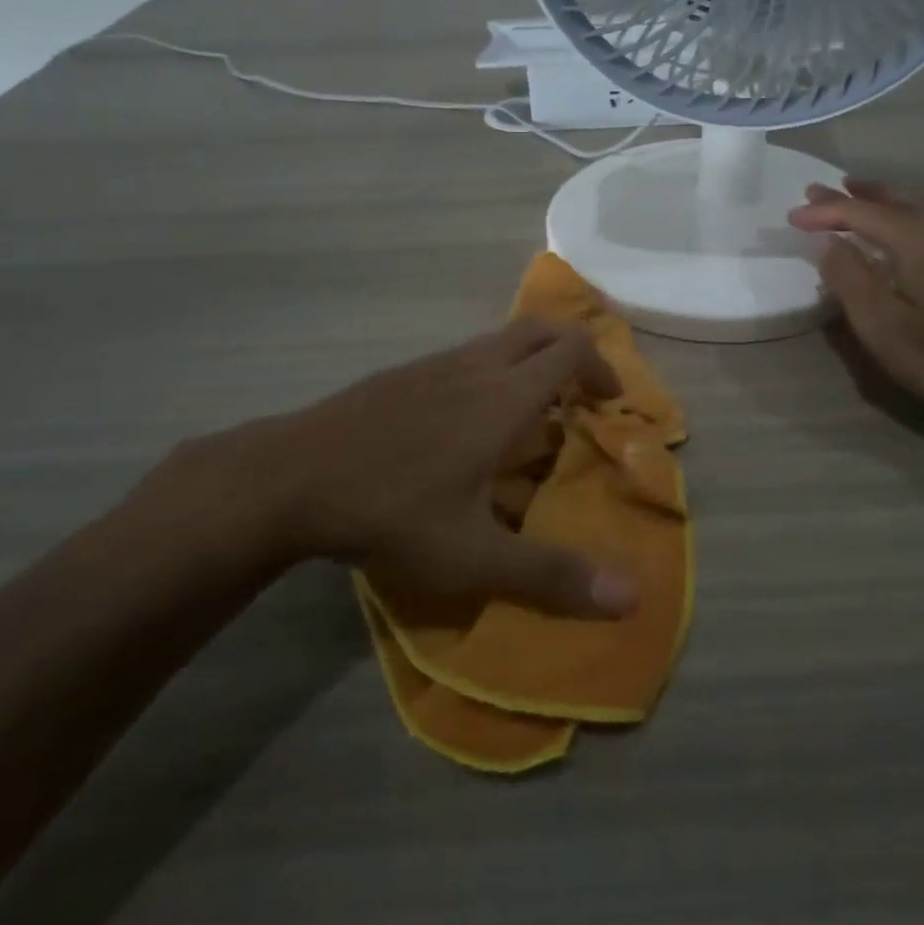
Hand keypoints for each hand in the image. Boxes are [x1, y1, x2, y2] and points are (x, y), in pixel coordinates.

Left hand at [139, 319, 638, 617]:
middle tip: (581, 398)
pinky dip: (493, 370)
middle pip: (541, 329)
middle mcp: (476, 366)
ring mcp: (436, 364)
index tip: (608, 406)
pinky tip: (469, 422)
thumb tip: (631, 596)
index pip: (571, 350)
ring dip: (530, 361)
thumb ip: (552, 574)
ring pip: (501, 339)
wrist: (292, 477)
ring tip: (531, 415)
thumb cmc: (391, 511)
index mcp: (504, 396)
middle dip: (572, 352)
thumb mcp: (474, 556)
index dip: (601, 369)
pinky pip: (467, 354)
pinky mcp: (404, 373)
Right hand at [789, 178, 923, 437]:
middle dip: (851, 197)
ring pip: (916, 208)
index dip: (823, 212)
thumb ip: (849, 277)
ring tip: (853, 197)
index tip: (790, 217)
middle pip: (891, 200)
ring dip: (880, 203)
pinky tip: (901, 231)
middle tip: (816, 192)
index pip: (859, 212)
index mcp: (921, 236)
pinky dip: (905, 217)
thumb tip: (827, 240)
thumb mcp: (884, 326)